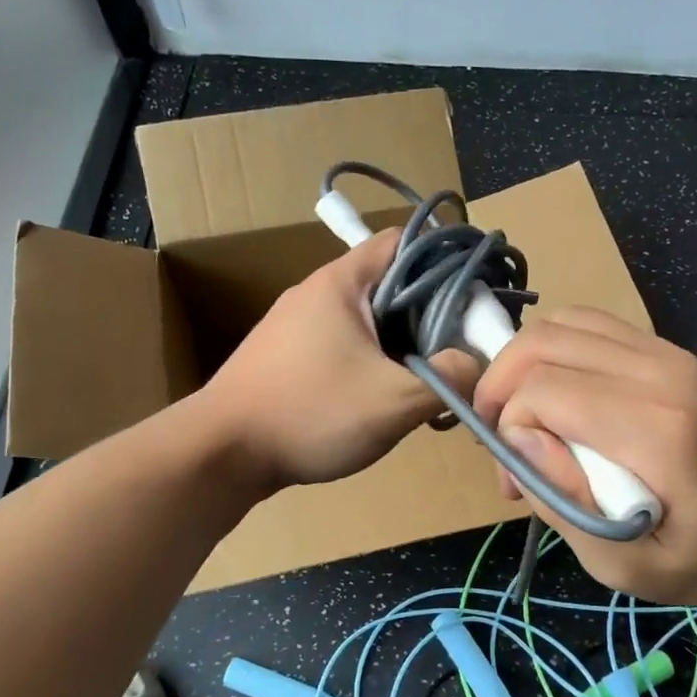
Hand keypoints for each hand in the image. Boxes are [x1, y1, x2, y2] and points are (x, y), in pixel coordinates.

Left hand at [196, 229, 477, 489]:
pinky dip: (373, 361)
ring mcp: (297, 325)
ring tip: (426, 378)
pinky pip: (346, 344)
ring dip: (402, 343)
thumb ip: (448, 378)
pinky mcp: (288, 356)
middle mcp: (317, 293)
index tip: (473, 298)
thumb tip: (474, 364)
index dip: (446, 262)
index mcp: (342, 282)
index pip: (405, 242)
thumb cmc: (311, 413)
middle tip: (456, 348)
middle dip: (430, 313)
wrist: (222, 454)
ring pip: (369, 319)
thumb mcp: (395, 400)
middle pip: (390, 283)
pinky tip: (384, 397)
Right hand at [472, 308, 696, 607]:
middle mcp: (664, 374)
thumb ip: (564, 503)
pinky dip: (555, 352)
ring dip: (523, 364)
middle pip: (544, 342)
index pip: (544, 390)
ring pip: (563, 323)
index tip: (516, 477)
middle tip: (500, 440)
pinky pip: (591, 326)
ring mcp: (670, 353)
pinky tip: (557, 395)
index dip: (509, 427)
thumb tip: (516, 439)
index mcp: (659, 431)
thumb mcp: (624, 565)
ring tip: (523, 415)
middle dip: (501, 386)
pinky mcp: (670, 350)